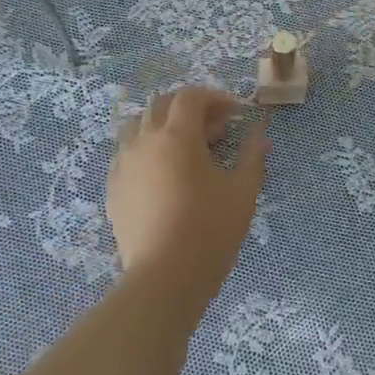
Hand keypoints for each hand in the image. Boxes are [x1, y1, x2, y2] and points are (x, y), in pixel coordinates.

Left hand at [107, 87, 268, 302]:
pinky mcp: (113, 188)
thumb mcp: (242, 191)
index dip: (214, 98)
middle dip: (190, 109)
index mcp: (177, 135)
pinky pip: (127, 154)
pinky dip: (147, 150)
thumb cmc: (210, 230)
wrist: (164, 277)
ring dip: (164, 126)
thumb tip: (261, 135)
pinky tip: (164, 174)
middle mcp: (145, 141)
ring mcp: (124, 164)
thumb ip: (252, 156)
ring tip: (186, 148)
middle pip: (162, 105)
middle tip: (215, 130)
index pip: (190, 97)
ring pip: (139, 126)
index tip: (234, 113)